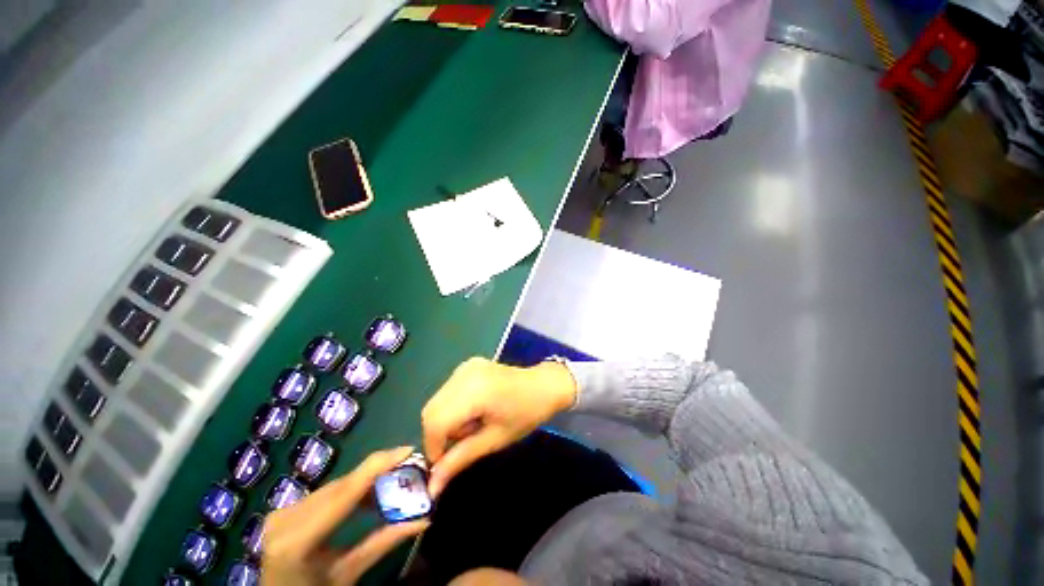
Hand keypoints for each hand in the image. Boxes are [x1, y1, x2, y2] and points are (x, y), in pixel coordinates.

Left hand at [262, 446, 428, 585]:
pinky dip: (349, 491)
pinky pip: (325, 493)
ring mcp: (281, 512)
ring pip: (335, 486)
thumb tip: (425, 519)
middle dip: (378, 472)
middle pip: (341, 485)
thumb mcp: (348, 574)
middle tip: (407, 467)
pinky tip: (367, 496)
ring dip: (365, 482)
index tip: (408, 449)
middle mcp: (286, 518)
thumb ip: (384, 542)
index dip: (379, 465)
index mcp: (298, 540)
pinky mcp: (283, 511)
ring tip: (393, 481)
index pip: (345, 491)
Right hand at [422, 358, 577, 495]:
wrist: (544, 385)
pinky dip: (452, 407)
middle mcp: (464, 373)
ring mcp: (465, 366)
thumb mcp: (495, 440)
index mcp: (474, 390)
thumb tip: (432, 487)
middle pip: (431, 410)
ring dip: (446, 421)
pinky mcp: (467, 365)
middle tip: (463, 444)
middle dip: (439, 434)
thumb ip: (461, 459)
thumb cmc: (526, 414)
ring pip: (436, 401)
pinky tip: (473, 409)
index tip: (445, 464)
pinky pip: (447, 391)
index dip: (434, 447)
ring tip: (473, 425)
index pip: (435, 421)